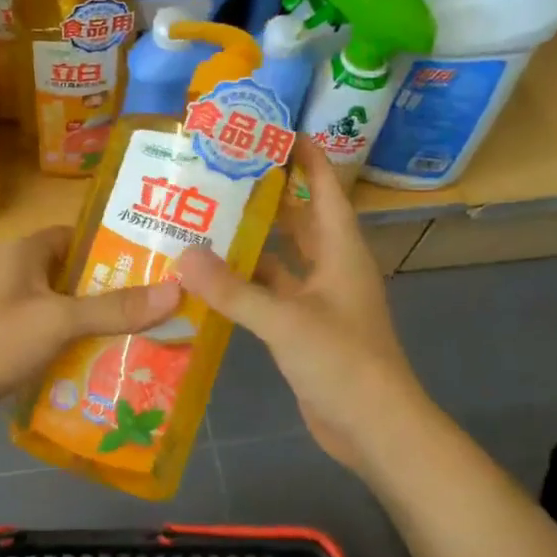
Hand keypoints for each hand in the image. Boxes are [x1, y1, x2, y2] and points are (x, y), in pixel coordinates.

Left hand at [0, 226, 181, 440]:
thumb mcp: (58, 321)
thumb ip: (114, 308)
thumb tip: (175, 291)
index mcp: (27, 253)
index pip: (81, 236)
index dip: (117, 246)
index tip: (158, 264)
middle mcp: (20, 275)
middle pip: (78, 277)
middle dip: (117, 293)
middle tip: (163, 308)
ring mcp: (12, 311)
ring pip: (67, 311)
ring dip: (99, 325)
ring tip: (148, 338)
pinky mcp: (8, 343)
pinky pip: (52, 338)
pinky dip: (76, 349)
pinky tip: (108, 366)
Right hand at [176, 140, 425, 473]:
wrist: (374, 428)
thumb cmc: (342, 362)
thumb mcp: (285, 321)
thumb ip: (232, 290)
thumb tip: (183, 254)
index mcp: (340, 249)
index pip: (323, 186)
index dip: (301, 154)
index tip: (266, 128)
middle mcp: (330, 267)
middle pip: (297, 218)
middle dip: (263, 195)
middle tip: (216, 173)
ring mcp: (317, 299)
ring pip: (279, 258)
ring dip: (248, 242)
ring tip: (201, 220)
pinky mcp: (302, 328)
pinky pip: (269, 294)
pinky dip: (243, 285)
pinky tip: (208, 279)